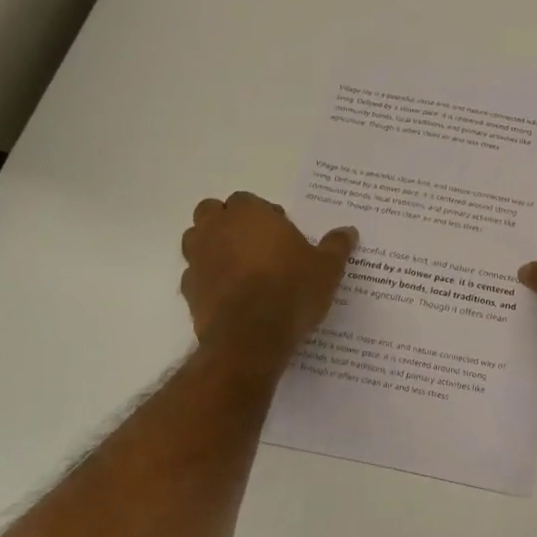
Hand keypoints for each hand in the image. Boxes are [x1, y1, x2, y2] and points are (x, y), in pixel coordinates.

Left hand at [180, 192, 356, 355]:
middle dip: (229, 223)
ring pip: (196, 240)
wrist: (251, 336)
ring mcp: (197, 259)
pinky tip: (230, 294)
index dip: (263, 214)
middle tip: (256, 244)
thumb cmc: (292, 289)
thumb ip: (336, 246)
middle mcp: (217, 229)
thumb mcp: (327, 268)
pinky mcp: (188, 289)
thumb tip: (349, 231)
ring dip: (213, 246)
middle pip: (212, 212)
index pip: (246, 200)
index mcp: (249, 214)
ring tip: (240, 267)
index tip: (281, 233)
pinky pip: (195, 275)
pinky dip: (208, 278)